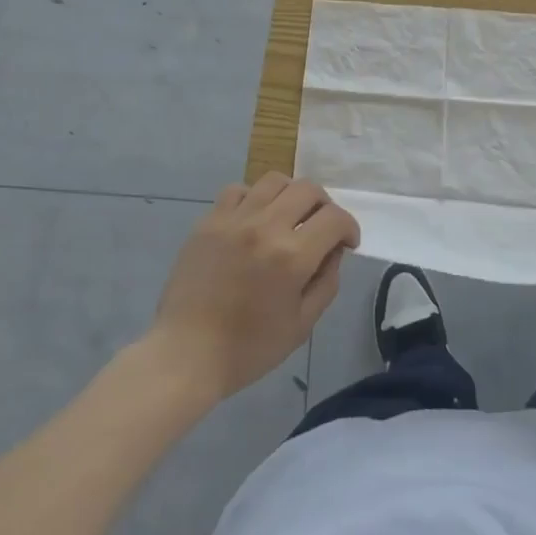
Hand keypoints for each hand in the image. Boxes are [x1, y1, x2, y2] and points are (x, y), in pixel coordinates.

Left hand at [146, 173, 358, 401]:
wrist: (186, 353)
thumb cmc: (249, 348)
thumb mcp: (302, 325)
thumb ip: (326, 282)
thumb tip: (334, 250)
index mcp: (292, 256)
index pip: (334, 218)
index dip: (349, 227)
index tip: (347, 243)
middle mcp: (265, 227)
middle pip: (307, 189)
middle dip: (324, 206)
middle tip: (321, 228)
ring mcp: (234, 219)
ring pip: (274, 181)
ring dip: (291, 195)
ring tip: (288, 217)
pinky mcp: (209, 220)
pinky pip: (239, 190)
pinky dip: (254, 198)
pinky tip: (254, 219)